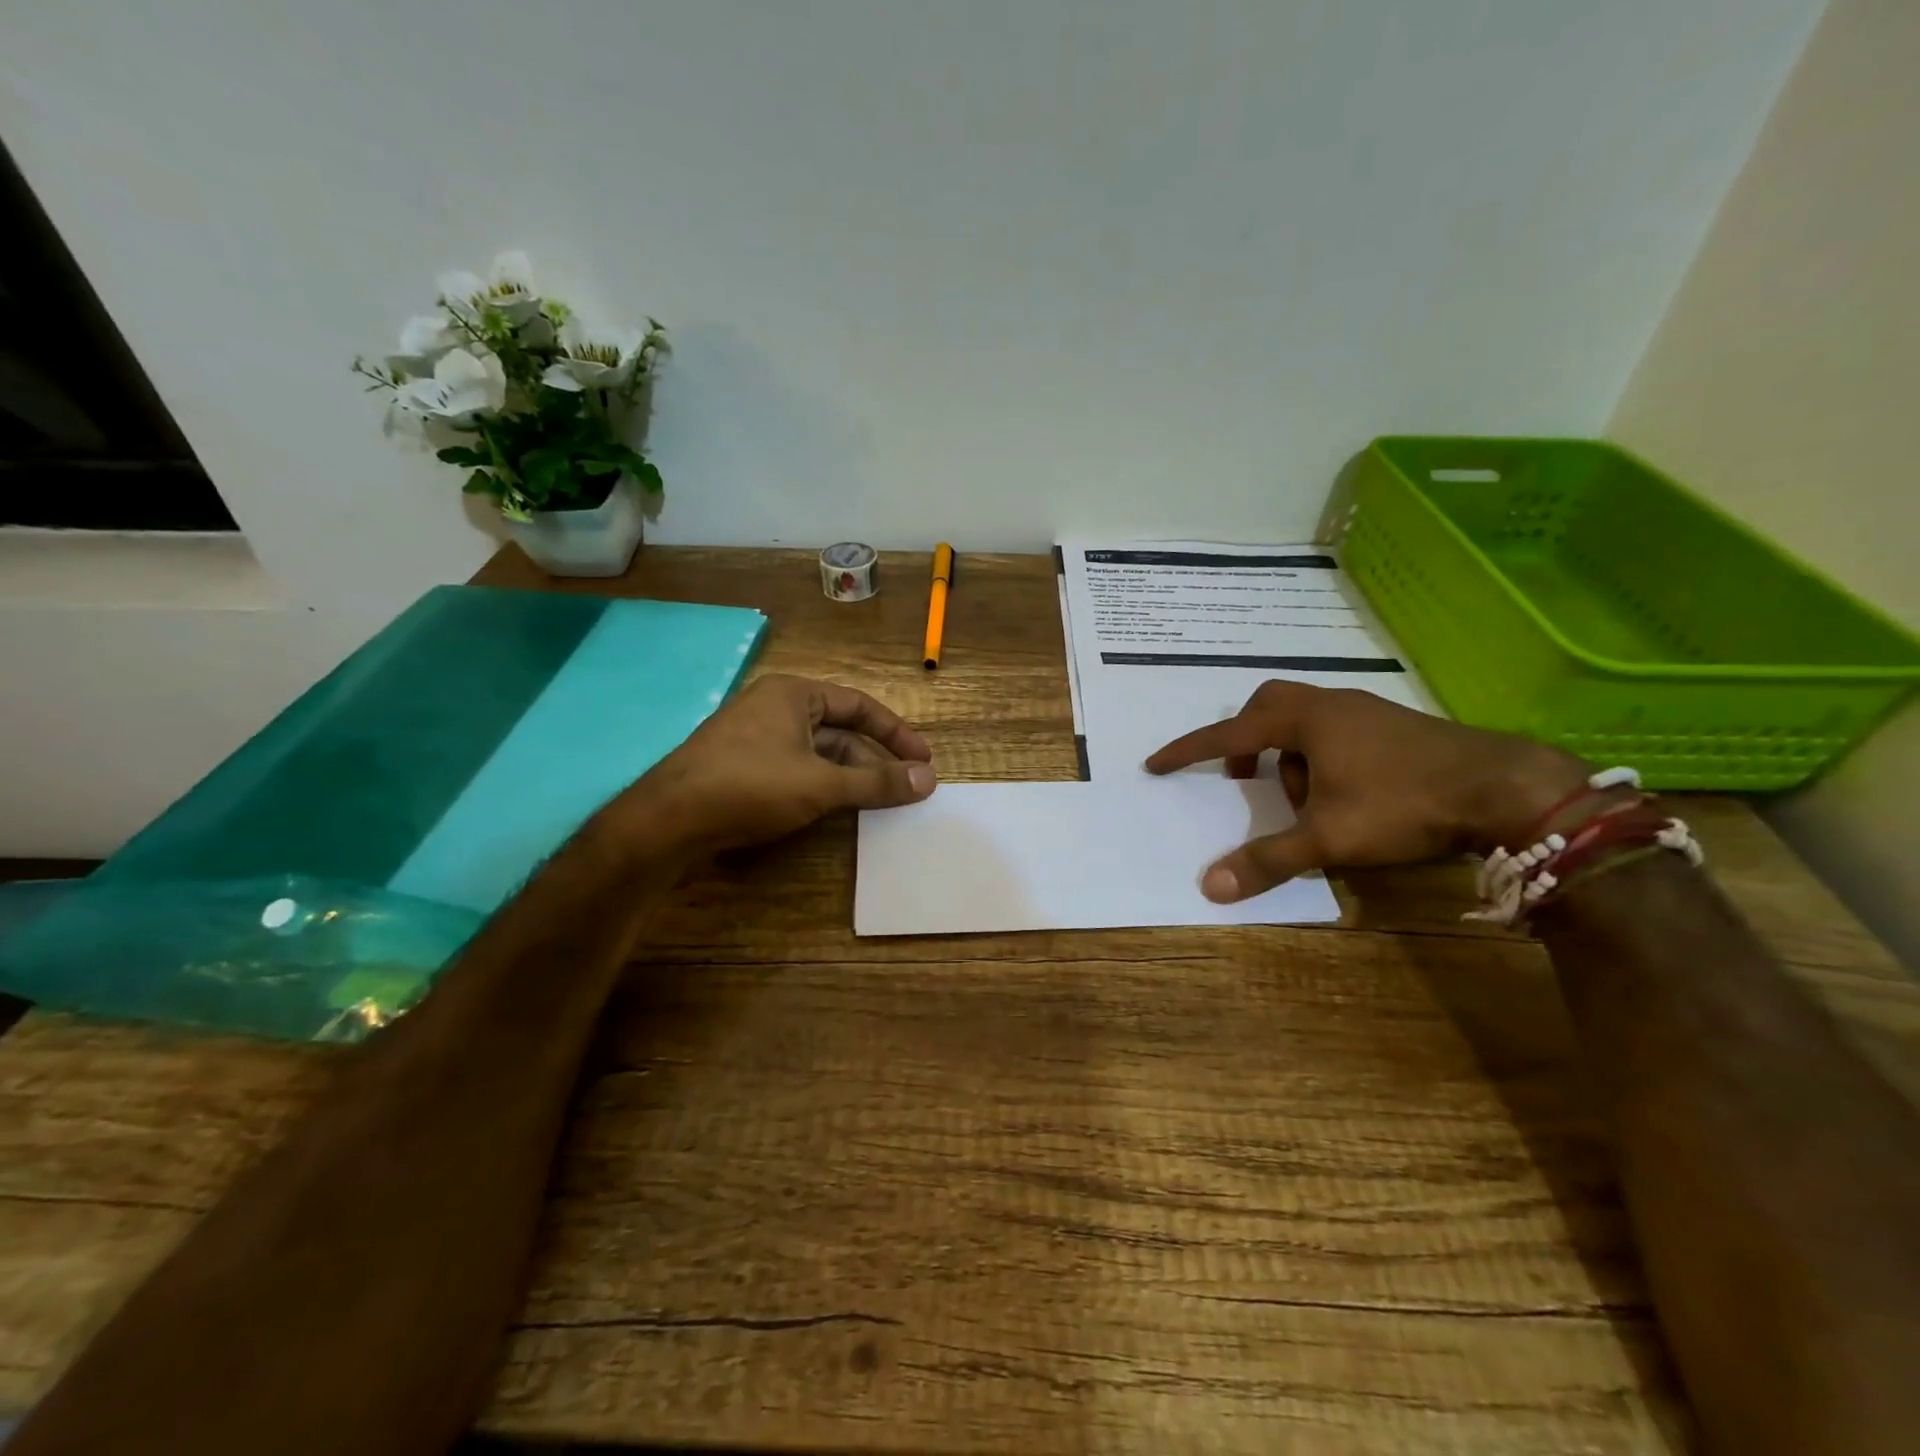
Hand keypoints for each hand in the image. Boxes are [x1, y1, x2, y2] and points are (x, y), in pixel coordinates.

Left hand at [614, 674, 935, 851]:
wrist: (667, 820)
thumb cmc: (750, 786)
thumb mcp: (822, 784)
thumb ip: (876, 782)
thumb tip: (929, 779)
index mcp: (793, 694)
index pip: (859, 706)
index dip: (896, 733)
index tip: (923, 761)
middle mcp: (774, 707)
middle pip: (839, 730)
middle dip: (872, 759)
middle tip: (904, 787)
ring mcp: (754, 737)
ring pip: (816, 752)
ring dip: (848, 776)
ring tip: (876, 803)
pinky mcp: (741, 766)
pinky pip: (794, 769)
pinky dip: (820, 786)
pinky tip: (833, 810)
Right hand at [1146, 682, 1587, 901]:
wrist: (1504, 787)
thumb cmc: (1403, 803)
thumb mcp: (1328, 837)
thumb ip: (1268, 860)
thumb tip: (1210, 887)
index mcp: (1304, 720)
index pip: (1228, 734)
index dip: (1189, 751)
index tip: (1156, 763)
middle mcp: (1330, 704)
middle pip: (1268, 706)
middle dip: (1245, 740)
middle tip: (1243, 776)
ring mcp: (1366, 710)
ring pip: (1304, 719)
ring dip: (1288, 753)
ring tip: (1302, 799)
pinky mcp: (1394, 725)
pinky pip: (1335, 729)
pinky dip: (1319, 755)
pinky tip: (1343, 793)